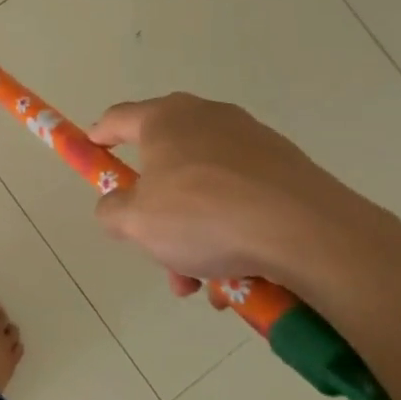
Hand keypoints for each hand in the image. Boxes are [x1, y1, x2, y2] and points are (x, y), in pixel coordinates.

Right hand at [87, 93, 395, 300]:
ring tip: (199, 281)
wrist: (308, 232)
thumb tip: (117, 207)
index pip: (117, 118)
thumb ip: (111, 211)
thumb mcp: (135, 222)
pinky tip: (235, 275)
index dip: (99, 136)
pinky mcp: (287, 168)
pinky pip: (241, 198)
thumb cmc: (203, 215)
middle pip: (165, 162)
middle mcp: (208, 118)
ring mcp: (252, 141)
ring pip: (204, 188)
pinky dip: (230, 230)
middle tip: (152, 246)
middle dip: (155, 210)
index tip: (92, 152)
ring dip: (193, 232)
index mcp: (165, 119)